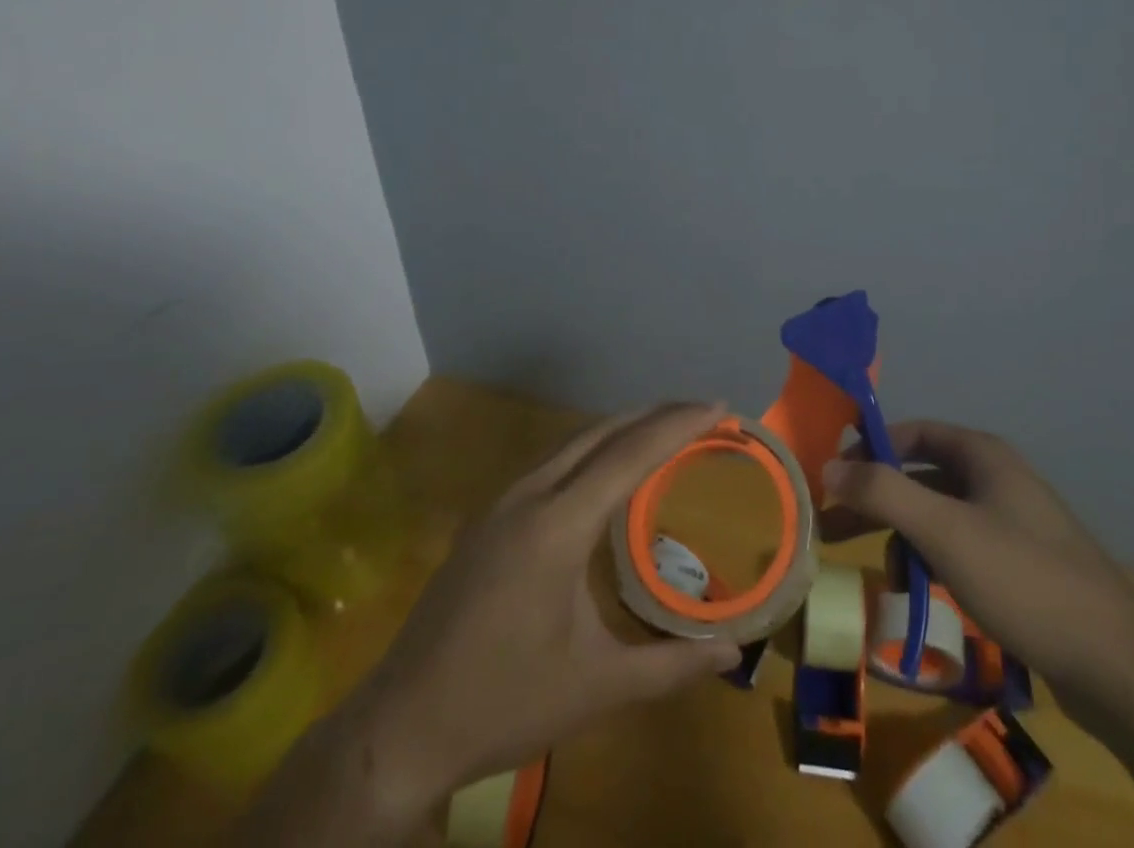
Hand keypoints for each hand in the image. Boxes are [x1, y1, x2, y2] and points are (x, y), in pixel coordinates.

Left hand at [237, 402, 740, 846]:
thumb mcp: (595, 689)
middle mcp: (529, 495)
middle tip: (703, 412)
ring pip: (573, 443)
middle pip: (601, 433)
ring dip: (622, 428)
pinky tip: (608, 471)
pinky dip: (594, 450)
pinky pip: (553, 462)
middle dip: (655, 415)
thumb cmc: (503, 701)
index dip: (678, 425)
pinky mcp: (489, 518)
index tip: (720, 407)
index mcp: (557, 525)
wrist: (400, 726)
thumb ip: (669, 666)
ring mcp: (503, 502)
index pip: (629, 455)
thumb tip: (733, 655)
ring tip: (666, 431)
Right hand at [821, 419, 1133, 717]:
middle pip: (922, 475)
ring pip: (939, 515)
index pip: (914, 432)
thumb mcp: (944, 531)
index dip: (871, 446)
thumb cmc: (1024, 579)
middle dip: (877, 496)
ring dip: (900, 532)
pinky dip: (931, 559)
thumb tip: (828, 467)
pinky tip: (916, 589)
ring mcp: (1012, 524)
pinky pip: (960, 548)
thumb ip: (882, 493)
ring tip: (867, 563)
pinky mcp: (1021, 567)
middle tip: (831, 524)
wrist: (1119, 667)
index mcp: (984, 456)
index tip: (833, 474)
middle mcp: (997, 479)